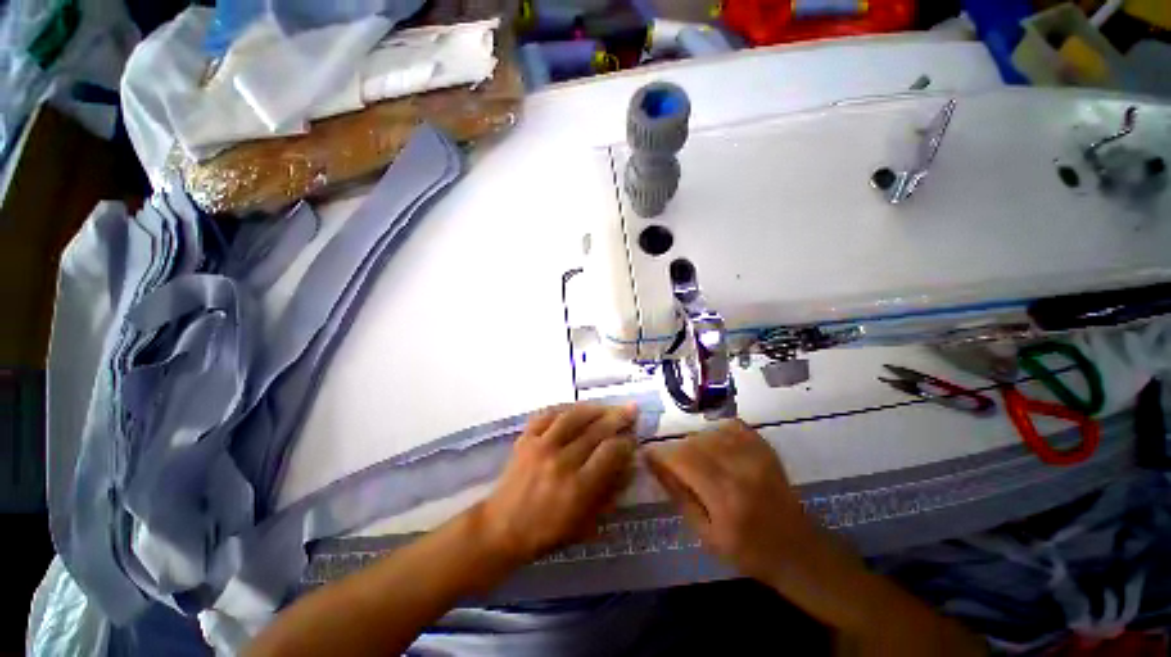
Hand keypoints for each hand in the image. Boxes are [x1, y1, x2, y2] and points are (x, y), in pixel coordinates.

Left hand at [476, 403, 637, 564]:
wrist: (501, 527)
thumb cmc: (547, 532)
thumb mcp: (586, 523)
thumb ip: (610, 492)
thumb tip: (629, 463)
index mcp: (577, 488)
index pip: (610, 452)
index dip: (626, 442)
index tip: (633, 437)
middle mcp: (560, 461)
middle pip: (595, 431)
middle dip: (618, 418)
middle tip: (631, 409)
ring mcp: (540, 446)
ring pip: (573, 416)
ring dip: (595, 408)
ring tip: (608, 406)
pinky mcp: (525, 438)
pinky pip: (548, 414)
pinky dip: (565, 408)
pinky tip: (577, 408)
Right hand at [646, 420, 824, 583]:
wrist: (797, 549)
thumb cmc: (747, 551)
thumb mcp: (705, 534)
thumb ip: (679, 495)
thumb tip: (655, 465)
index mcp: (724, 497)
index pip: (682, 460)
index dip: (660, 454)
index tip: (648, 455)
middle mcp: (740, 469)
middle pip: (694, 442)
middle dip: (676, 451)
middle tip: (674, 466)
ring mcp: (756, 455)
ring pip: (710, 432)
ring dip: (695, 443)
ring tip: (697, 461)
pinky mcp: (765, 448)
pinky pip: (732, 427)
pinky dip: (716, 432)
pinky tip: (716, 447)